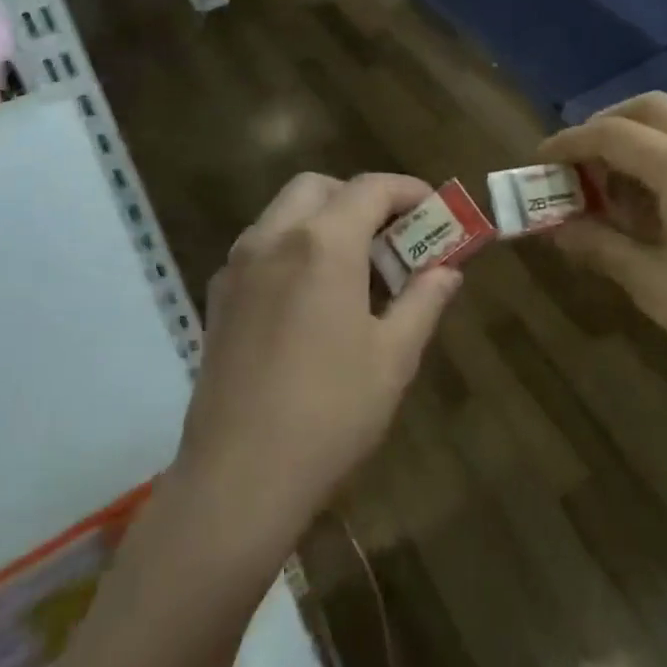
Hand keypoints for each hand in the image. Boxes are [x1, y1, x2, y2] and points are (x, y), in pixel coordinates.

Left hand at [176, 172, 461, 553]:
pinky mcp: (218, 297)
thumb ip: (424, 300)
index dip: (408, 191)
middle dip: (360, 198)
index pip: (371, 188)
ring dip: (324, 220)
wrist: (238, 479)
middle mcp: (273, 238)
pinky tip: (313, 297)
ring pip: (284, 212)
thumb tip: (447, 271)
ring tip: (357, 269)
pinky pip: (261, 246)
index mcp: (322, 244)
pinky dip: (293, 246)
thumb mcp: (393, 357)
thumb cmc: (330, 414)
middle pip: (319, 187)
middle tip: (391, 237)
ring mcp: (238, 266)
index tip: (435, 211)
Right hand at [539, 93, 666, 412]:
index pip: (611, 134)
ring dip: (639, 140)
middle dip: (605, 127)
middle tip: (579, 166)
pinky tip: (662, 201)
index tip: (539, 161)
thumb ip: (600, 246)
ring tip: (617, 190)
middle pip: (648, 109)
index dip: (568, 144)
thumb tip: (556, 229)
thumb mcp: (654, 284)